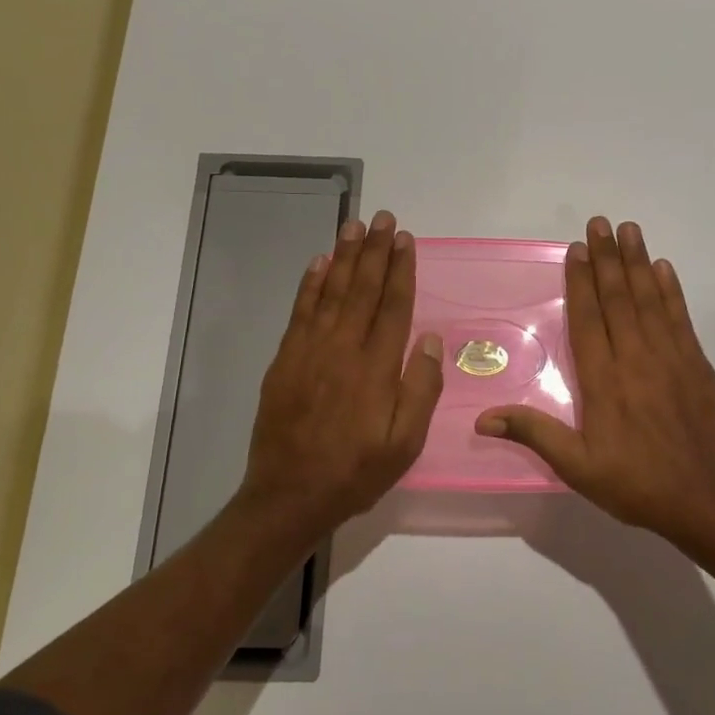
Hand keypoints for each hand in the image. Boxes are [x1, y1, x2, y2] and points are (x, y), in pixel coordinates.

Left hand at [239, 210, 443, 532]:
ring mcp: (309, 351)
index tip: (406, 240)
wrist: (288, 496)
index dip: (401, 270)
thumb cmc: (355, 471)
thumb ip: (420, 389)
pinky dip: (310, 284)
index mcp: (376, 368)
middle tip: (383, 218)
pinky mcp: (285, 360)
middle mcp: (343, 349)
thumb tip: (428, 339)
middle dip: (375, 251)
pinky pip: (300, 311)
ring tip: (354, 226)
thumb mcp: (404, 443)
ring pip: (331, 292)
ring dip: (344, 256)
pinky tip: (319, 264)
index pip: (393, 306)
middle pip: (363, 289)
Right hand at [477, 217, 714, 538]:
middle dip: (608, 258)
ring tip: (630, 230)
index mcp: (604, 380)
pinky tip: (664, 268)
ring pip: (650, 300)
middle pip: (618, 298)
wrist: (704, 500)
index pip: (588, 319)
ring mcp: (671, 358)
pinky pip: (680, 318)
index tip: (577, 248)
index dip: (581, 281)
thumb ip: (534, 434)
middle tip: (600, 222)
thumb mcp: (577, 467)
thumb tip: (483, 417)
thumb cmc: (635, 483)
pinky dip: (671, 291)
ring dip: (638, 263)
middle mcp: (636, 358)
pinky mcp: (697, 364)